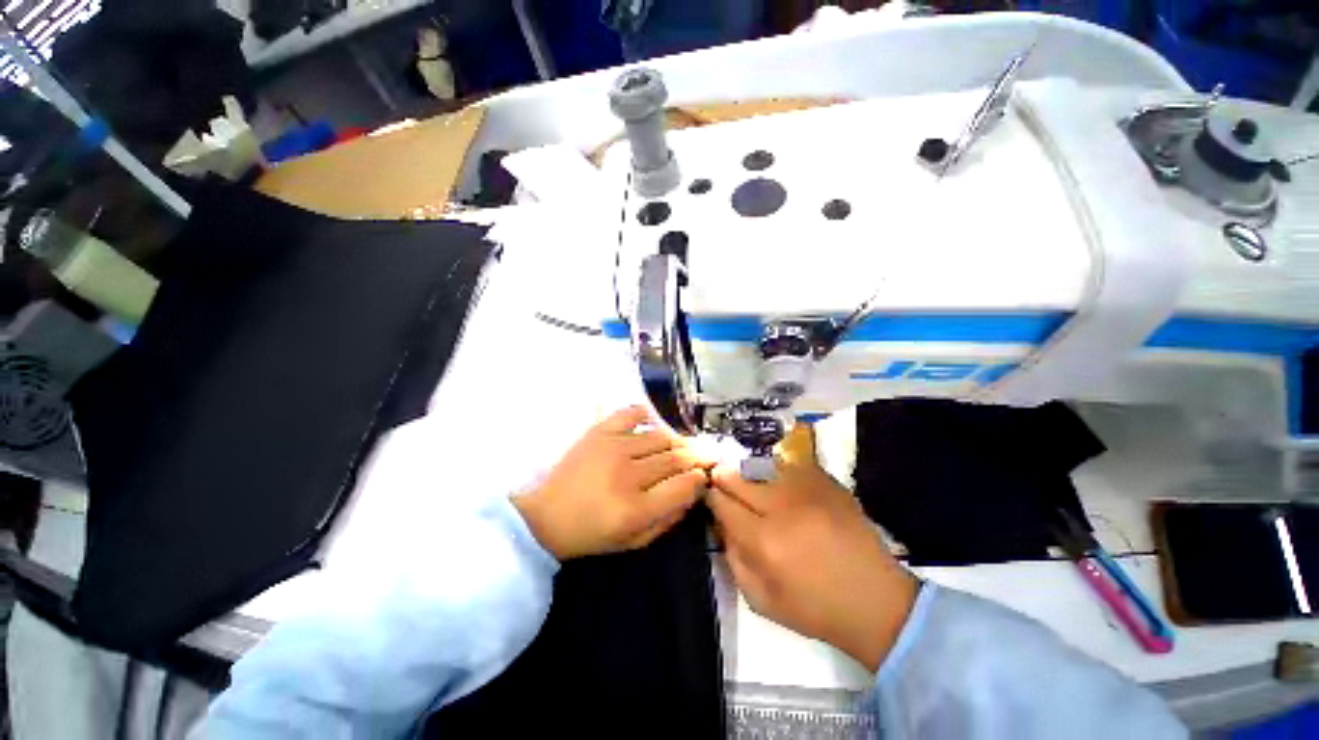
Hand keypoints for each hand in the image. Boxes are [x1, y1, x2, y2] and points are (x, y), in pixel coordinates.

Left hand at [513, 406, 710, 559]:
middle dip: (696, 457)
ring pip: (660, 436)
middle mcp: (628, 474)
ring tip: (681, 446)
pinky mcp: (599, 432)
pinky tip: (651, 423)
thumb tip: (692, 492)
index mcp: (635, 509)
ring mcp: (613, 448)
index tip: (703, 476)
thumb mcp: (633, 542)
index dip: (700, 478)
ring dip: (676, 441)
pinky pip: (631, 413)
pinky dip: (646, 415)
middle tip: (705, 456)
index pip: (683, 484)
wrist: (547, 515)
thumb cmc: (591, 534)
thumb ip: (668, 520)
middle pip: (675, 458)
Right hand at [706, 427, 917, 671]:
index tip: (708, 493)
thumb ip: (733, 559)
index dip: (711, 496)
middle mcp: (782, 509)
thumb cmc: (815, 609)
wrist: (876, 602)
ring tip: (750, 482)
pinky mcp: (828, 483)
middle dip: (724, 477)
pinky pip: (791, 465)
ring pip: (763, 466)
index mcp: (764, 542)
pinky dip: (779, 471)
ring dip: (750, 473)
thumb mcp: (761, 600)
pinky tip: (780, 483)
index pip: (723, 504)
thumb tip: (722, 523)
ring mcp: (808, 491)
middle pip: (739, 479)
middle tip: (720, 479)